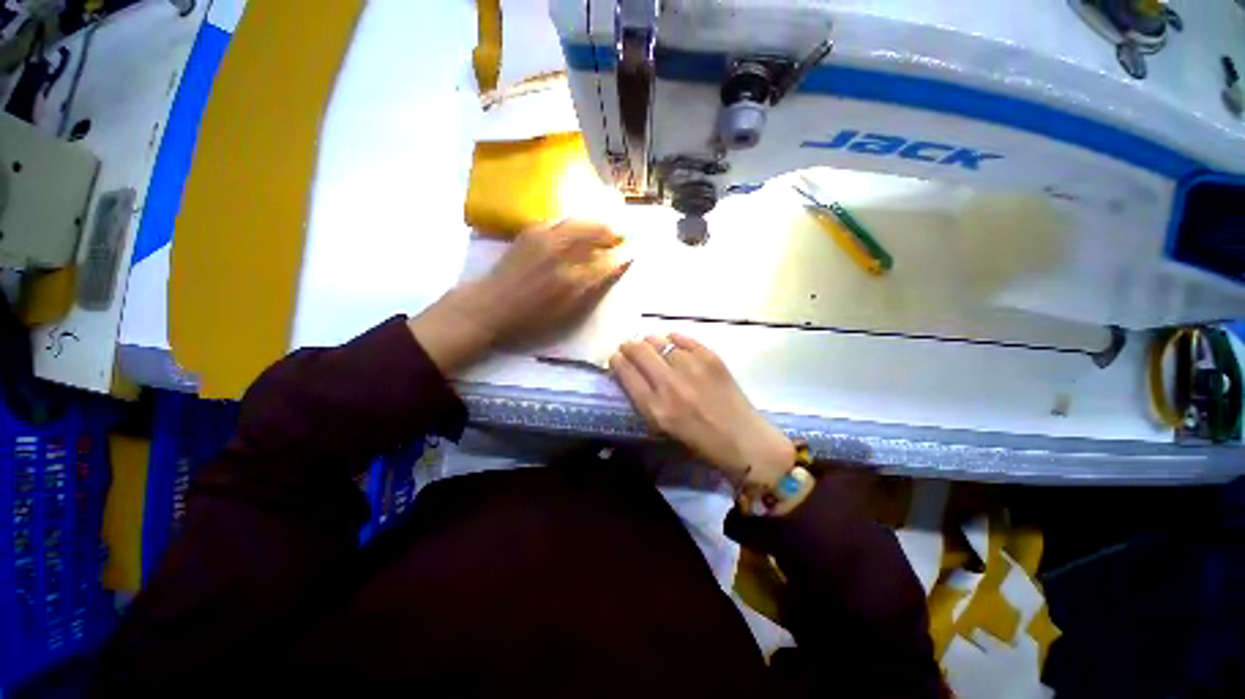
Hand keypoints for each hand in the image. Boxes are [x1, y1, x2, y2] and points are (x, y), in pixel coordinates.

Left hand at [410, 220, 628, 373]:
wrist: (490, 306)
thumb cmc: (530, 319)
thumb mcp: (566, 315)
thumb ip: (590, 292)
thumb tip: (610, 272)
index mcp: (572, 280)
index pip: (606, 262)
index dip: (621, 257)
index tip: (632, 254)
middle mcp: (561, 254)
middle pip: (594, 233)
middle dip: (612, 232)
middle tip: (623, 235)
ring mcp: (544, 239)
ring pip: (578, 223)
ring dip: (596, 224)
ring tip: (606, 228)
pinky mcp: (530, 233)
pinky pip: (560, 222)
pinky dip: (575, 223)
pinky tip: (579, 228)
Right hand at [609, 334, 794, 487]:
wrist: (743, 440)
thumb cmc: (700, 442)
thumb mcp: (662, 428)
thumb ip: (644, 400)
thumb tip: (633, 372)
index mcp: (655, 408)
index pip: (625, 373)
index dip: (616, 361)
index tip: (616, 358)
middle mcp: (669, 384)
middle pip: (638, 351)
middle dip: (629, 346)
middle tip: (630, 347)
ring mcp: (691, 368)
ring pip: (659, 341)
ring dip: (650, 342)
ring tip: (651, 345)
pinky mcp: (711, 358)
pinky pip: (683, 338)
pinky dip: (674, 338)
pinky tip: (672, 341)